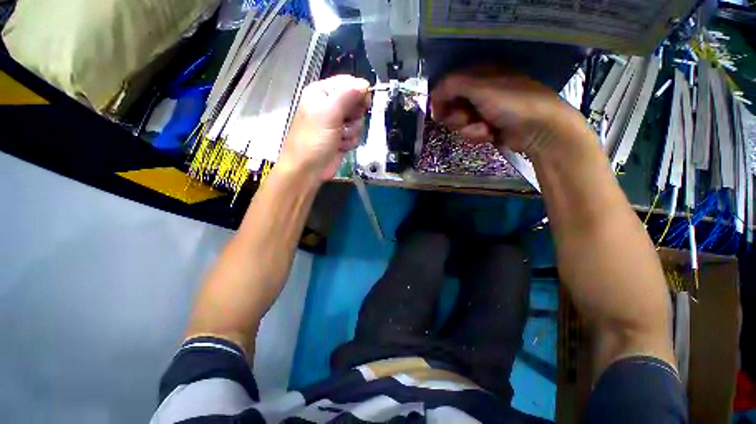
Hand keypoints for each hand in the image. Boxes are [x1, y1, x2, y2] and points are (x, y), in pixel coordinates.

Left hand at [277, 75, 370, 181]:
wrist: (308, 170)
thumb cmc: (314, 140)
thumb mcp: (329, 113)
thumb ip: (347, 95)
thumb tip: (365, 83)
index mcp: (322, 93)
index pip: (349, 84)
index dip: (359, 93)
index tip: (364, 104)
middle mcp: (330, 106)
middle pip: (356, 103)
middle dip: (354, 116)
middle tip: (345, 123)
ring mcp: (336, 123)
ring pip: (357, 121)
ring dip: (351, 132)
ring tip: (339, 138)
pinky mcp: (341, 138)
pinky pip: (355, 135)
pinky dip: (350, 142)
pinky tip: (340, 146)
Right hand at [430, 66, 592, 158]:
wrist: (538, 129)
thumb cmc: (511, 103)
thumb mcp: (480, 88)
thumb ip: (452, 86)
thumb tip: (433, 94)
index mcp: (480, 73)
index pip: (449, 84)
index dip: (441, 99)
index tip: (437, 113)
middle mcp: (480, 90)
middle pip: (452, 105)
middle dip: (456, 117)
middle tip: (465, 119)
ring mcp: (483, 109)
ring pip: (460, 122)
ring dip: (468, 128)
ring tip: (484, 128)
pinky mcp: (487, 126)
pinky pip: (470, 132)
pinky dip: (477, 135)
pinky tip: (490, 134)